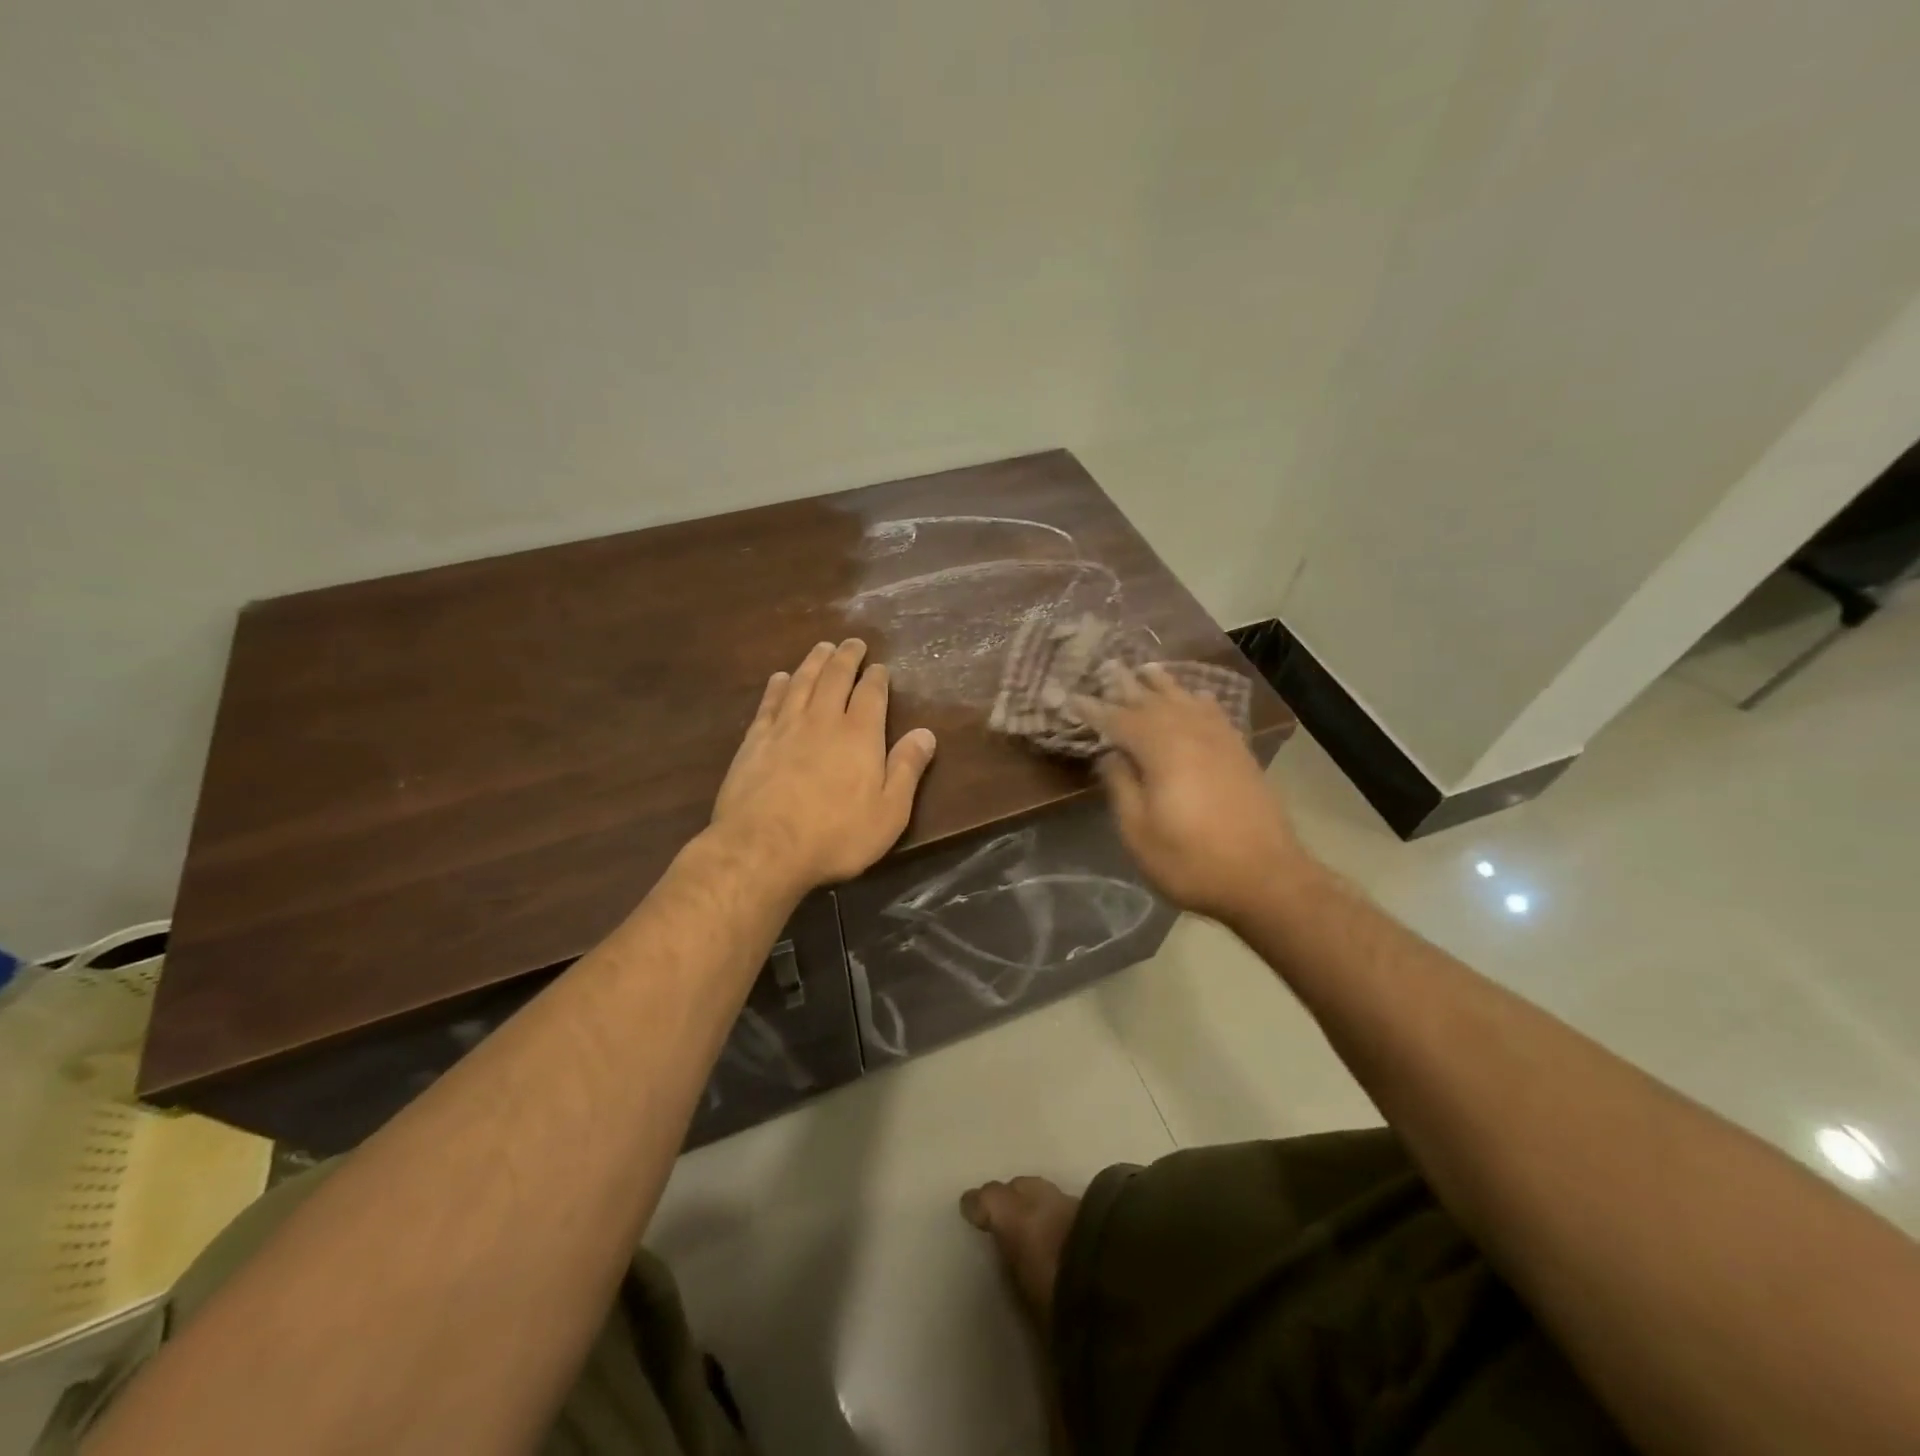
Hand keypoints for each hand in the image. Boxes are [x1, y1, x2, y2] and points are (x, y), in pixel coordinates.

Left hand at [710, 639, 936, 892]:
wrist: (763, 848)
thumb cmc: (836, 836)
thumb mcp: (889, 812)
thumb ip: (907, 769)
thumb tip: (926, 733)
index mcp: (860, 735)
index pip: (871, 694)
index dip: (877, 677)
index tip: (880, 666)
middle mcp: (823, 720)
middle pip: (835, 678)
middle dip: (846, 657)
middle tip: (852, 642)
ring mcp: (785, 727)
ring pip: (802, 682)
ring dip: (814, 661)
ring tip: (822, 647)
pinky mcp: (755, 741)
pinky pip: (769, 703)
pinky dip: (778, 686)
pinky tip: (780, 678)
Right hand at [1084, 664, 1303, 922]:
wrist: (1266, 879)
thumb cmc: (1191, 860)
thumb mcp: (1139, 831)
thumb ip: (1121, 786)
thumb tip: (1110, 754)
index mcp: (1161, 750)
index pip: (1118, 720)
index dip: (1093, 710)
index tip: (1071, 698)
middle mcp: (1191, 733)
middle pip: (1153, 701)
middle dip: (1127, 686)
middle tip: (1106, 669)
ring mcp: (1220, 741)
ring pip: (1185, 700)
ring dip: (1163, 684)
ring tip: (1146, 668)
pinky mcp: (1240, 754)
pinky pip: (1215, 713)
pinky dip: (1199, 700)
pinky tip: (1197, 696)